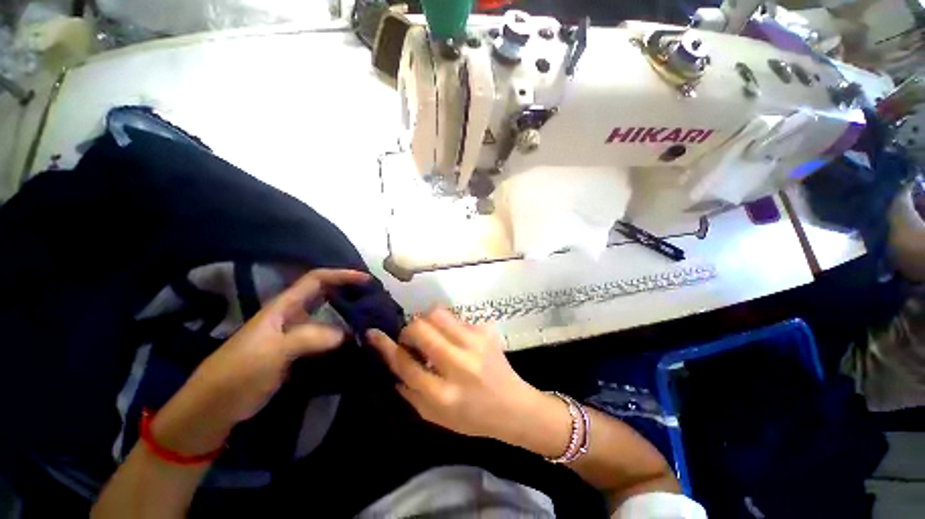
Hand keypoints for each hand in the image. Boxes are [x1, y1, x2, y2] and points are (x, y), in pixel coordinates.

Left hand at [152, 269, 368, 454]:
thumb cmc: (238, 373)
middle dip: (348, 291)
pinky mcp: (298, 352)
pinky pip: (326, 336)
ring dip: (348, 314)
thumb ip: (309, 338)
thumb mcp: (272, 352)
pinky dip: (342, 335)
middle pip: (325, 294)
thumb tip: (346, 333)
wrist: (215, 407)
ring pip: (327, 316)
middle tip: (373, 297)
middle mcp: (292, 315)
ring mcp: (295, 334)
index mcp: (283, 306)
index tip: (365, 278)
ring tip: (371, 317)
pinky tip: (355, 340)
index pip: (316, 280)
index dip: (341, 275)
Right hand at [367, 308, 546, 440]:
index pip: (405, 364)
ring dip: (427, 321)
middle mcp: (459, 365)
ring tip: (431, 334)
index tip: (373, 333)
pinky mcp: (486, 331)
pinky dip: (447, 326)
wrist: (514, 406)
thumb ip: (410, 393)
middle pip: (421, 329)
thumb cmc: (473, 417)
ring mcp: (475, 343)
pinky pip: (456, 318)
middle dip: (409, 330)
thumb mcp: (436, 418)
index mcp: (444, 395)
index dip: (386, 346)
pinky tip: (455, 339)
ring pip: (438, 314)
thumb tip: (392, 365)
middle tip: (412, 339)